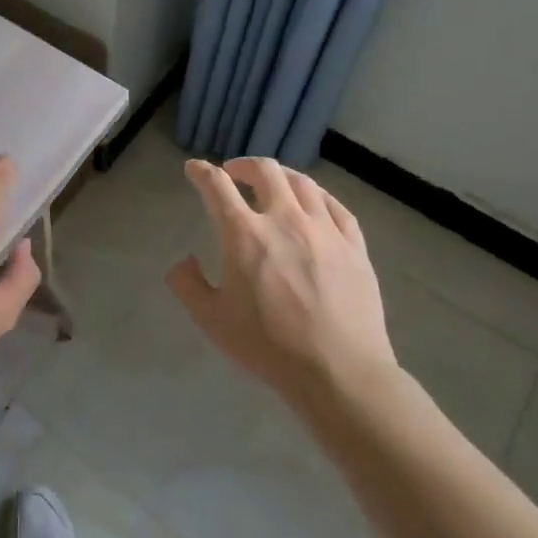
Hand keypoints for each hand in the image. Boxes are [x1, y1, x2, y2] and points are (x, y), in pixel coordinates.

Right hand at [165, 157, 396, 408]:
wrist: (339, 372)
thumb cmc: (268, 346)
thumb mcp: (211, 320)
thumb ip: (188, 284)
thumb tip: (184, 261)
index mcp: (244, 235)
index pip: (217, 186)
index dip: (202, 172)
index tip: (194, 169)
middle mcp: (284, 220)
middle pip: (265, 171)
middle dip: (243, 165)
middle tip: (234, 174)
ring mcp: (324, 230)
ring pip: (302, 183)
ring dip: (281, 176)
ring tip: (274, 185)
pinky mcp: (354, 246)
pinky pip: (336, 206)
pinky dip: (318, 196)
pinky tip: (313, 204)